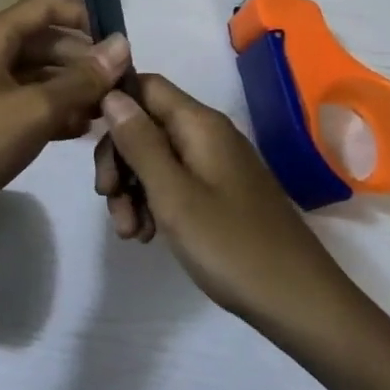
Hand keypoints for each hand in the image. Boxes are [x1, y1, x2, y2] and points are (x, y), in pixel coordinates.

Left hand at [0, 0, 129, 251]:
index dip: (84, 17)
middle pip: (46, 43)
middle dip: (84, 61)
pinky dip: (56, 114)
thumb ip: (82, 79)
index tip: (120, 46)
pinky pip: (30, 106)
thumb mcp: (36, 108)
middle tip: (123, 88)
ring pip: (41, 78)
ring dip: (74, 91)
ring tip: (110, 113)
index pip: (46, 6)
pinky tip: (84, 132)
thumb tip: (122, 44)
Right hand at [94, 74, 380, 364]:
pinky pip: (175, 182)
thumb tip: (111, 94)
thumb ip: (139, 142)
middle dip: (118, 159)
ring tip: (130, 232)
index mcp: (200, 124)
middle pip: (145, 125)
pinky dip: (154, 202)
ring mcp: (216, 165)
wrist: (301, 304)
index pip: (144, 86)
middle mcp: (208, 135)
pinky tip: (148, 235)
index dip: (113, 104)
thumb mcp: (172, 194)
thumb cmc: (231, 246)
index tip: (88, 141)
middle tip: (106, 199)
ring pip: (155, 158)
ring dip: (132, 188)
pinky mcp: (220, 193)